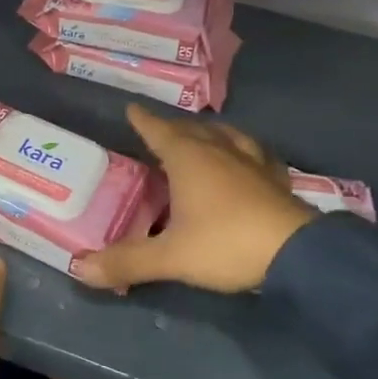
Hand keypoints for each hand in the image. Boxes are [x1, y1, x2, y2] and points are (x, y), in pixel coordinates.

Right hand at [73, 104, 316, 293]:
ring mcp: (253, 162)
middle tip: (159, 132)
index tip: (131, 108)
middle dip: (173, 128)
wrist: (298, 256)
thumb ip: (126, 261)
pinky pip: (256, 154)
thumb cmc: (226, 244)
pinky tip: (247, 161)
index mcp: (189, 158)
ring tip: (202, 138)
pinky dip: (244, 151)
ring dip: (210, 134)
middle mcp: (220, 151)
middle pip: (192, 129)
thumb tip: (79, 269)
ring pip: (227, 136)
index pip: (159, 131)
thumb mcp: (170, 257)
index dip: (143, 120)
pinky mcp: (277, 180)